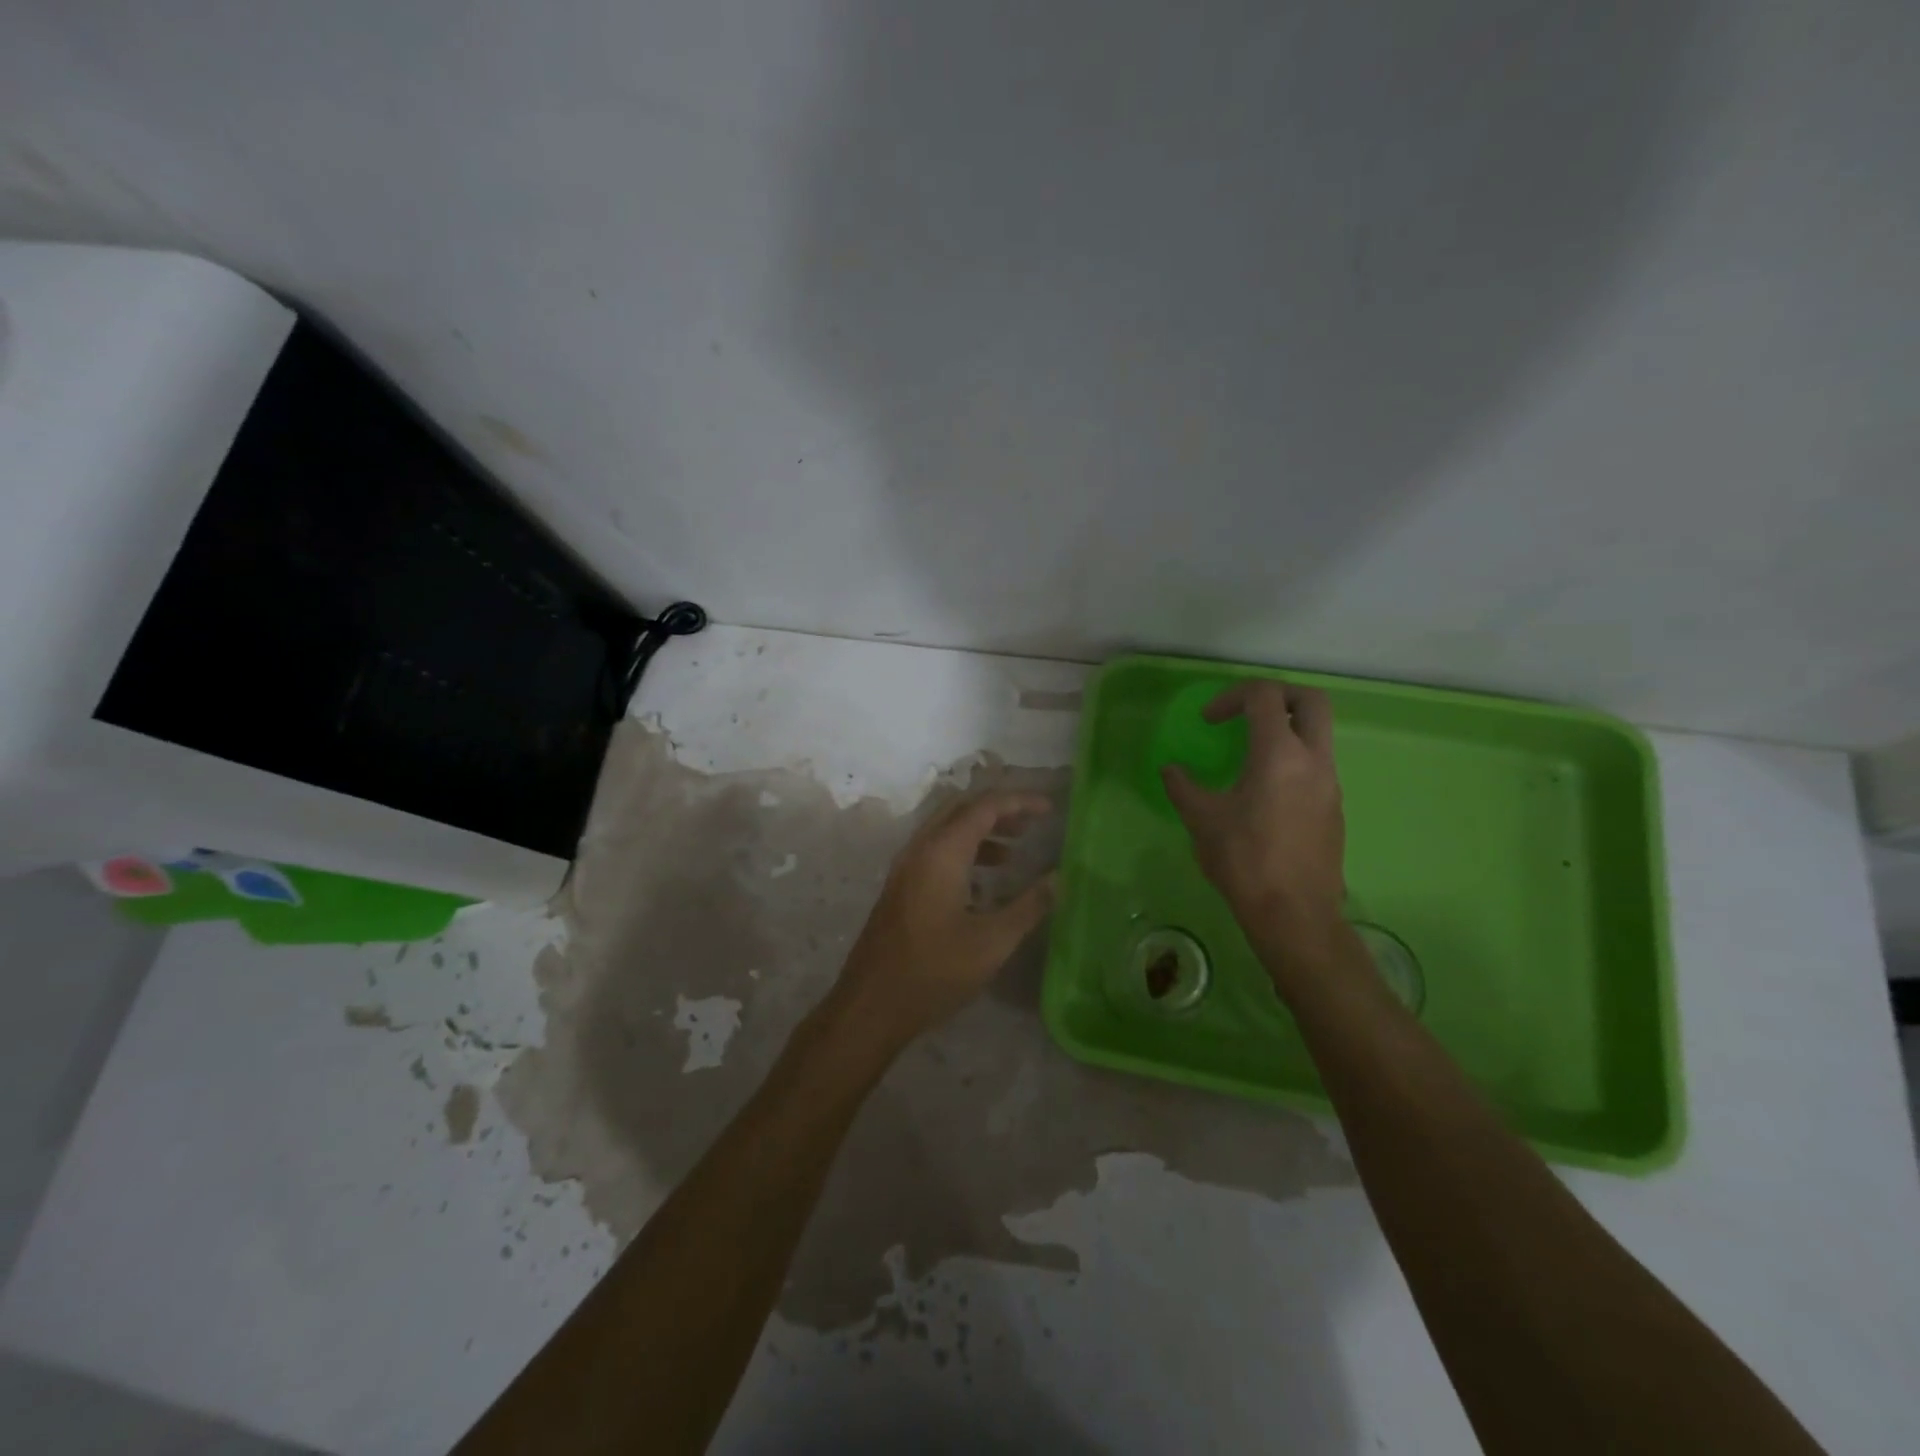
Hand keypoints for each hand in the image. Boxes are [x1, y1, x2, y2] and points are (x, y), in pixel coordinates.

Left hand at [825, 790, 1056, 1051]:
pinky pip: (934, 852)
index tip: (1049, 810)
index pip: (985, 806)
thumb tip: (1059, 878)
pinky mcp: (899, 888)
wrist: (871, 1005)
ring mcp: (904, 868)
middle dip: (998, 811)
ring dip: (980, 832)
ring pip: (946, 830)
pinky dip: (963, 852)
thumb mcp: (992, 941)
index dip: (1020, 802)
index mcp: (942, 852)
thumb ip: (1029, 905)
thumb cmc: (935, 971)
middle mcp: (919, 849)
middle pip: (961, 809)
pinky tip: (984, 884)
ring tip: (1013, 852)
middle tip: (1031, 825)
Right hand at [1161, 680, 1347, 978]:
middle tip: (1245, 713)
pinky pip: (1317, 764)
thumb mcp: (1202, 820)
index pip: (1264, 696)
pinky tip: (1264, 791)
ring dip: (1285, 729)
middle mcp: (1314, 760)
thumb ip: (1183, 786)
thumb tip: (1170, 769)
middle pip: (1311, 701)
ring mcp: (1330, 784)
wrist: (1294, 914)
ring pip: (1318, 733)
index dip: (1231, 697)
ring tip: (1249, 755)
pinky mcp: (1334, 807)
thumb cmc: (1244, 861)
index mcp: (1279, 754)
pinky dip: (1292, 759)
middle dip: (1276, 696)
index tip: (1208, 721)